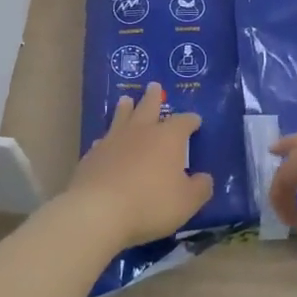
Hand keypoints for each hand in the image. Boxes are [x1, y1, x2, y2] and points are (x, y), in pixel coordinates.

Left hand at [61, 84, 212, 250]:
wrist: (98, 211)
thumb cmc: (151, 203)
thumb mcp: (187, 201)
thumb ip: (200, 188)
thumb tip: (205, 178)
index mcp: (168, 138)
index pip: (184, 121)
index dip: (191, 120)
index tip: (196, 121)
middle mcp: (141, 131)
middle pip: (149, 107)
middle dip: (153, 97)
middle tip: (154, 86)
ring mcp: (114, 141)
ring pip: (122, 117)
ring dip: (126, 108)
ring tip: (126, 100)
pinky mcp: (92, 155)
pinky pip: (103, 140)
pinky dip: (108, 138)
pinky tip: (105, 141)